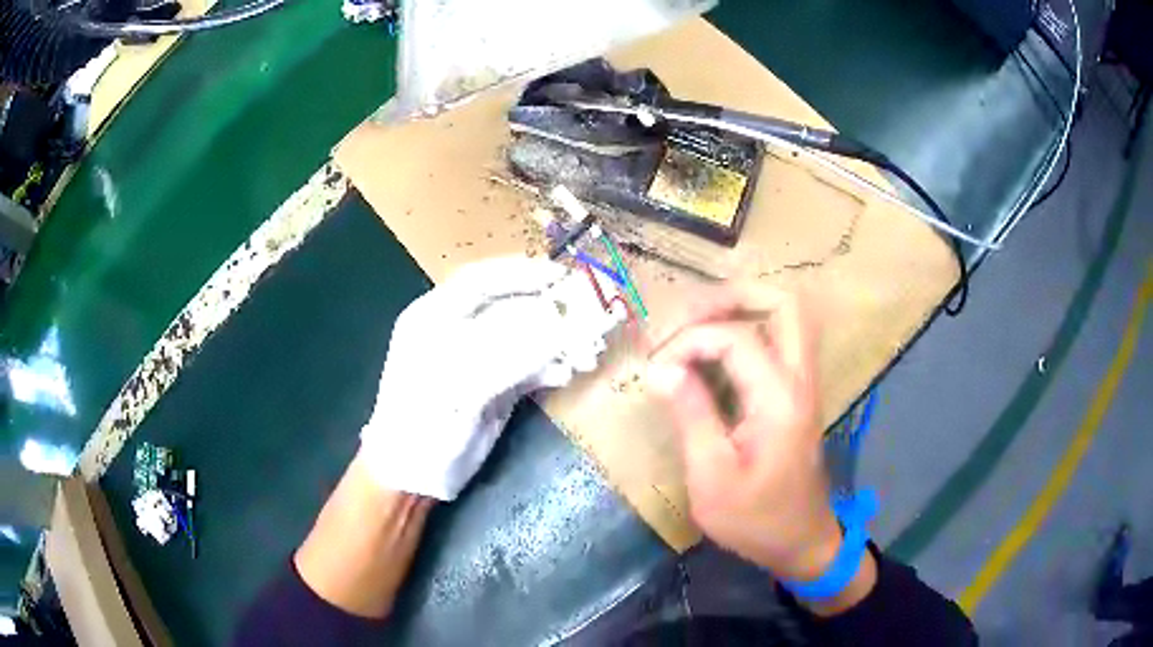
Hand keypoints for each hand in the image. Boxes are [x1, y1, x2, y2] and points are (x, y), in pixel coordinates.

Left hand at [360, 256, 623, 499]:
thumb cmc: (423, 424)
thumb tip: (560, 324)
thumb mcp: (459, 385)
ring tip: (587, 352)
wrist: (414, 478)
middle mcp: (457, 331)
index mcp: (435, 317)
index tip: (561, 276)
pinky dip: (550, 368)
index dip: (520, 273)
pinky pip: (528, 367)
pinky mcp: (494, 386)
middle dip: (549, 311)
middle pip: (509, 307)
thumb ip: (509, 353)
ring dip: (556, 342)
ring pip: (524, 337)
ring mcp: (477, 359)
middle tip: (589, 313)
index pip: (480, 280)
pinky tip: (567, 374)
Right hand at [647, 285, 840, 581]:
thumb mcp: (712, 478)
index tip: (655, 371)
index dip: (688, 342)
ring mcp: (803, 382)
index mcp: (780, 399)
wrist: (801, 541)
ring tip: (692, 324)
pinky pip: (778, 336)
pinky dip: (745, 326)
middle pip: (782, 301)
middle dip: (728, 296)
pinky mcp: (796, 391)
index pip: (736, 337)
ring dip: (739, 307)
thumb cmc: (755, 519)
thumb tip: (660, 369)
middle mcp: (800, 378)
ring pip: (785, 313)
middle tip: (682, 317)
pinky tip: (712, 347)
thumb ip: (691, 416)